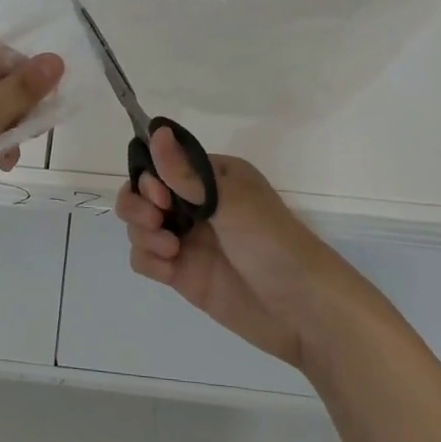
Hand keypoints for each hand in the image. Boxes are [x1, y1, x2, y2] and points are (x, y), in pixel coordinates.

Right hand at [115, 130, 333, 370]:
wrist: (303, 312)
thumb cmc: (273, 245)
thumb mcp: (231, 203)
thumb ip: (187, 174)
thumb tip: (156, 129)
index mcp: (211, 177)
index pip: (161, 163)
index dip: (150, 177)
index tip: (160, 196)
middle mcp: (195, 204)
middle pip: (142, 194)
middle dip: (138, 205)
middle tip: (156, 220)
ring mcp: (188, 239)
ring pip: (139, 226)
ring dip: (143, 234)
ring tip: (171, 250)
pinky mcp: (182, 273)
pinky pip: (145, 258)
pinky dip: (148, 260)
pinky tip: (169, 268)